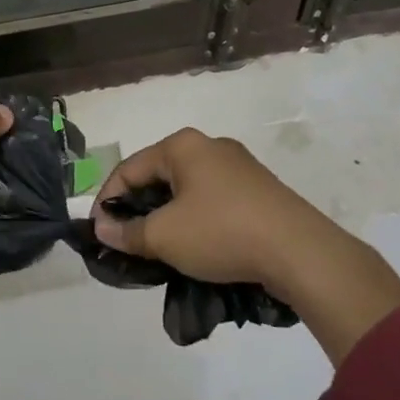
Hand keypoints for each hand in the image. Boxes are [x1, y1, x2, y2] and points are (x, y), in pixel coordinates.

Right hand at [92, 128, 399, 361]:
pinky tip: (196, 248)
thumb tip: (102, 228)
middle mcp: (210, 147)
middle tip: (127, 242)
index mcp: (183, 146)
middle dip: (139, 210)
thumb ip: (127, 232)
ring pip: (186, 191)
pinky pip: (213, 201)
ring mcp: (239, 167)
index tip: (99, 233)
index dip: (107, 201)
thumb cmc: (222, 233)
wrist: (300, 252)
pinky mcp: (260, 190)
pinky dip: (196, 221)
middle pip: (158, 177)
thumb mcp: (164, 237)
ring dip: (167, 218)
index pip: (129, 169)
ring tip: (159, 250)